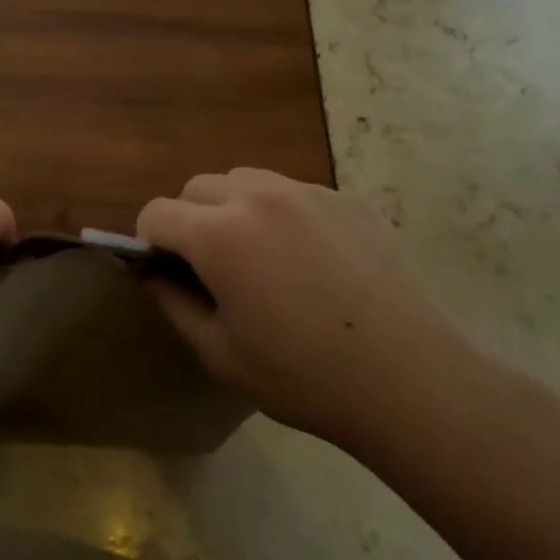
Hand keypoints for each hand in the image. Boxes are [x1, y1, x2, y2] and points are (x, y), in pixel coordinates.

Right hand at [137, 168, 487, 461]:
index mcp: (218, 234)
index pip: (156, 213)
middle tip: (212, 269)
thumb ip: (173, 303)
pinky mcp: (344, 199)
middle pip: (197, 187)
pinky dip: (279, 213)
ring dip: (232, 208)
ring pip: (243, 180)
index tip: (167, 274)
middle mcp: (257, 196)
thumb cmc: (303, 375)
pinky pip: (290, 191)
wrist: (409, 379)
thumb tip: (151, 273)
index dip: (149, 243)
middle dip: (189, 220)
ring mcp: (305, 192)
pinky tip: (307, 260)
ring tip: (259, 257)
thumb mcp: (219, 353)